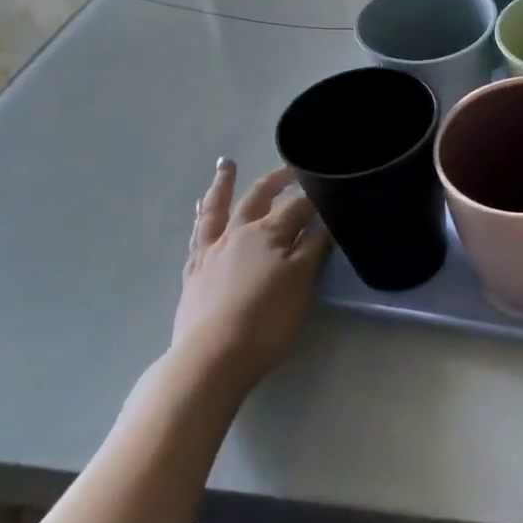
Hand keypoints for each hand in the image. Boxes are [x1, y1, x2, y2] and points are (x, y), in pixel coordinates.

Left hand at [174, 161, 329, 384]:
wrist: (212, 357)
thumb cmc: (267, 320)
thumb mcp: (302, 282)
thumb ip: (313, 248)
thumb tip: (325, 222)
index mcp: (269, 234)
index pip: (298, 205)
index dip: (315, 194)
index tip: (328, 183)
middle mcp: (238, 234)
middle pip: (259, 198)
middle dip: (277, 180)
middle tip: (289, 167)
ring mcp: (212, 252)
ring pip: (218, 209)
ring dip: (224, 185)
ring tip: (226, 165)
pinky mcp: (194, 272)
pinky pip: (197, 235)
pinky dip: (201, 217)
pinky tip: (201, 211)